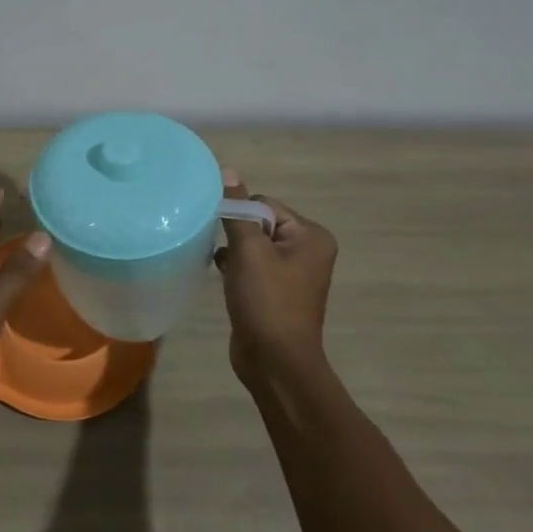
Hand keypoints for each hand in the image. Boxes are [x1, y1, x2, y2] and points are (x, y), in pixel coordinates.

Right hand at [214, 171, 338, 385]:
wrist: (274, 362)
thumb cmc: (267, 300)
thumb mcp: (249, 249)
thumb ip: (236, 209)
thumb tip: (228, 169)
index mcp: (311, 236)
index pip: (265, 204)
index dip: (241, 216)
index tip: (227, 236)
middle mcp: (307, 250)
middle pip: (258, 223)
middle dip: (235, 235)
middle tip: (226, 254)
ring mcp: (292, 273)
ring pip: (251, 245)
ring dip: (233, 252)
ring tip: (224, 268)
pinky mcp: (275, 291)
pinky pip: (250, 266)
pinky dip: (234, 268)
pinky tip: (222, 277)